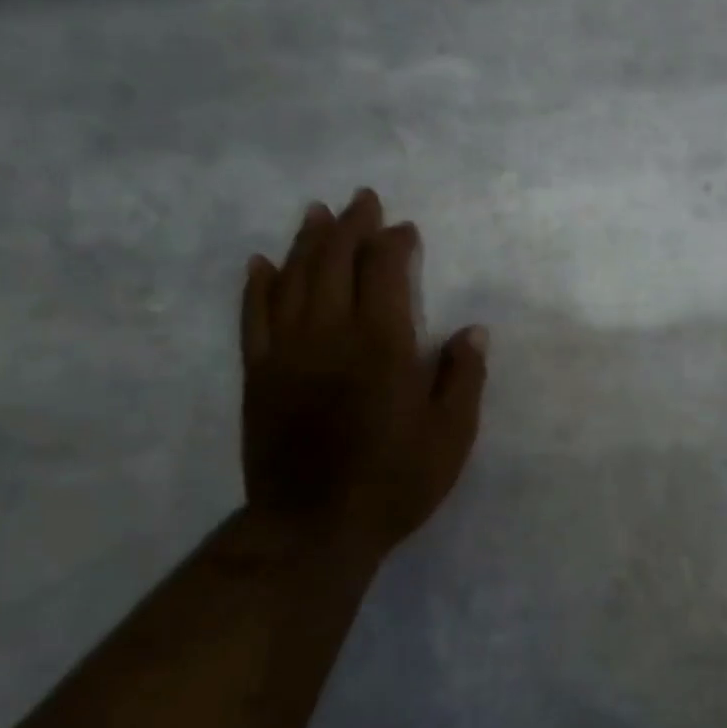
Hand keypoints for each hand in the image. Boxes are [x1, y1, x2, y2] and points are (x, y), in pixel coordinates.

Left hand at [239, 189, 487, 562]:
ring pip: (292, 279)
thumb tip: (472, 331)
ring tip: (316, 213)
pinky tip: (261, 263)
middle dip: (350, 226)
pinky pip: (254, 316)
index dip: (394, 243)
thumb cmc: (394, 482)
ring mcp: (287, 352)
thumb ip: (462, 378)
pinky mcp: (259, 374)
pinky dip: (258, 285)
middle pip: (335, 262)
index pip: (384, 272)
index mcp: (382, 345)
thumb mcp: (450, 437)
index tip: (406, 230)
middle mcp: (331, 334)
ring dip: (306, 241)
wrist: (313, 527)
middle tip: (361, 200)